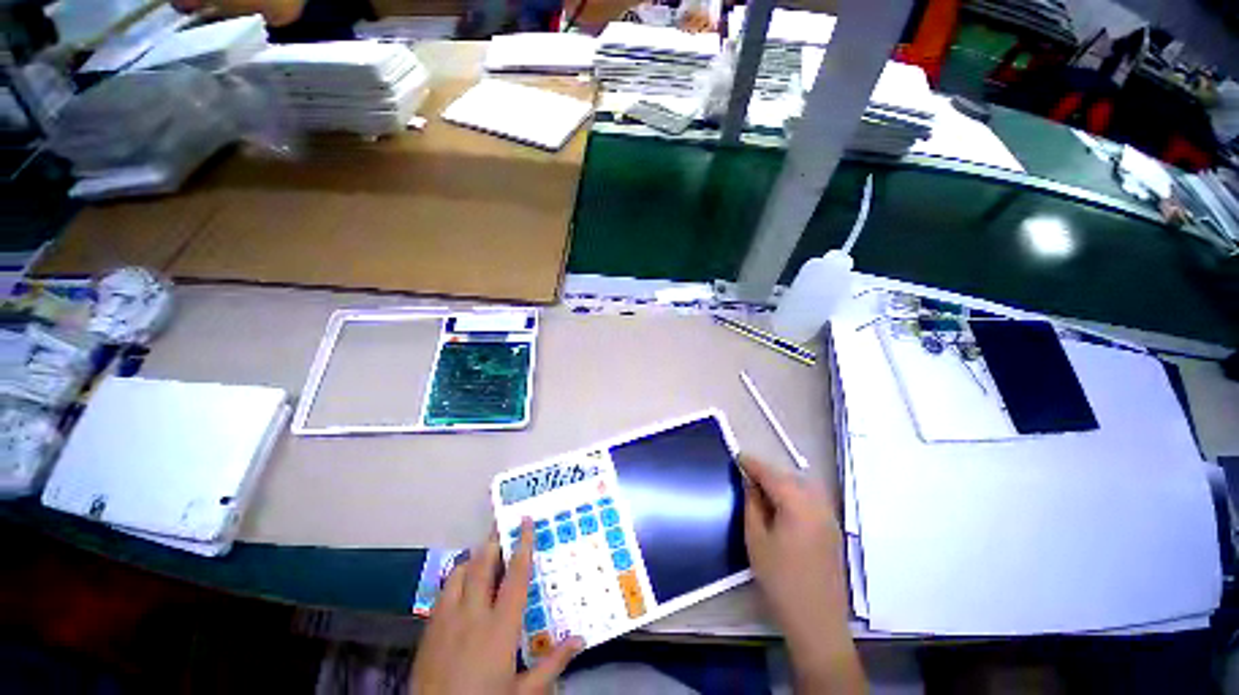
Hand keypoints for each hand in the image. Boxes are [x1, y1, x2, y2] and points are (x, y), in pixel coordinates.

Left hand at [410, 519, 581, 694]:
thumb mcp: (523, 693)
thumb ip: (552, 664)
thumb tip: (580, 639)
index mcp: (500, 628)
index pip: (515, 576)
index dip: (523, 546)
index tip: (525, 521)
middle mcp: (472, 616)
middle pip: (482, 565)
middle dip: (493, 542)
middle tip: (501, 527)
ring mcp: (446, 621)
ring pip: (458, 573)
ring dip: (472, 560)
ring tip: (483, 556)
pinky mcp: (428, 630)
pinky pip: (442, 592)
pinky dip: (455, 580)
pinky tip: (462, 588)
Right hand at [740, 454, 864, 693]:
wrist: (817, 621)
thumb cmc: (781, 580)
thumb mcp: (756, 540)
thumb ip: (752, 505)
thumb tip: (750, 484)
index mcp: (797, 505)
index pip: (771, 474)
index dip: (752, 464)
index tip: (737, 457)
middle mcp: (817, 505)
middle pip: (789, 477)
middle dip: (767, 472)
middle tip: (746, 475)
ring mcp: (828, 517)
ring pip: (802, 486)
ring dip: (782, 482)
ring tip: (762, 489)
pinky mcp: (832, 529)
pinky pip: (811, 499)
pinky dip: (795, 493)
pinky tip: (782, 505)